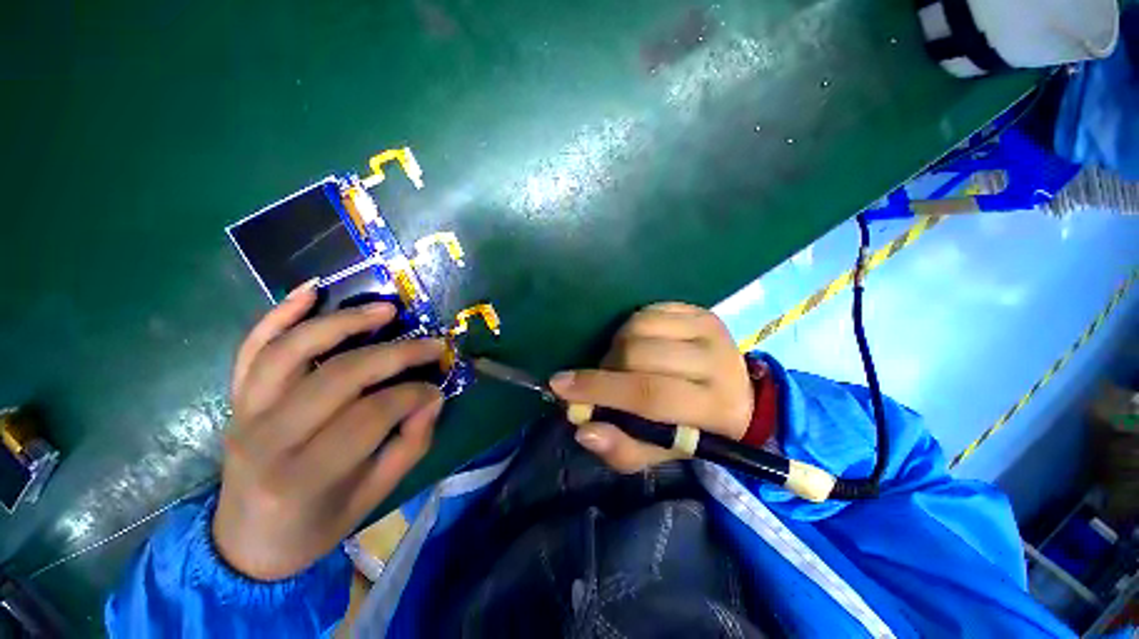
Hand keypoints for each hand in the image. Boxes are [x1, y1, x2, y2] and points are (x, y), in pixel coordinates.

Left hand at [213, 280, 444, 580]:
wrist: (246, 542)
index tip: (438, 388)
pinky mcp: (236, 398)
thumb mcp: (374, 495)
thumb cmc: (316, 524)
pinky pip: (251, 347)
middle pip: (338, 375)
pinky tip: (311, 290)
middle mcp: (268, 437)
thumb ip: (410, 444)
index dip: (414, 395)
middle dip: (396, 354)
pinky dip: (279, 313)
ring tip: (386, 309)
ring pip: (292, 349)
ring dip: (343, 321)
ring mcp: (244, 412)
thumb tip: (433, 397)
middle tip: (432, 344)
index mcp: (305, 474)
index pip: (371, 414)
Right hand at [550, 302, 751, 472]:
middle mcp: (718, 363)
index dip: (601, 389)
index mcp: (715, 409)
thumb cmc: (692, 427)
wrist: (732, 392)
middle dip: (608, 367)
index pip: (650, 395)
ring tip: (624, 362)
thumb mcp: (660, 451)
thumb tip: (584, 429)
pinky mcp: (699, 311)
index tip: (560, 386)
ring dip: (618, 346)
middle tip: (605, 379)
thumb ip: (623, 448)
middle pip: (638, 354)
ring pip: (639, 326)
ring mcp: (710, 329)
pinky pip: (648, 311)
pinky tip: (640, 344)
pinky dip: (633, 328)